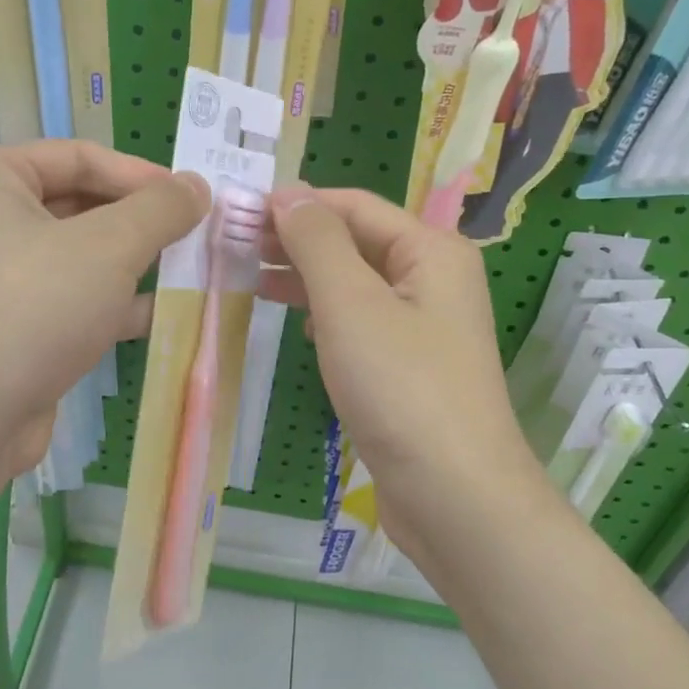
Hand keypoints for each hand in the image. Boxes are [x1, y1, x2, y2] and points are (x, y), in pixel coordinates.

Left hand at [0, 140, 207, 483]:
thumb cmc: (31, 310)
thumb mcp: (108, 247)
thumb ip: (159, 209)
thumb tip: (196, 186)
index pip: (80, 157)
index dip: (142, 175)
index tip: (194, 200)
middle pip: (79, 205)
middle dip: (139, 225)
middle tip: (195, 238)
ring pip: (77, 257)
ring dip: (132, 266)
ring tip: (188, 275)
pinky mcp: (5, 326)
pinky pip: (66, 299)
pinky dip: (109, 304)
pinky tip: (159, 316)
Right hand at [263, 183, 553, 563]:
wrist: (454, 496)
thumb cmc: (401, 388)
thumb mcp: (351, 304)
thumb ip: (317, 241)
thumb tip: (287, 192)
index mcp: (431, 251)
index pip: (354, 206)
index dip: (297, 203)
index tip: (237, 213)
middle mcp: (433, 279)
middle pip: (355, 241)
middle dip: (297, 240)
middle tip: (234, 246)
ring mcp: (423, 325)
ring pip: (354, 283)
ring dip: (305, 277)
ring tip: (249, 278)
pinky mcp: (408, 366)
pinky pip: (360, 322)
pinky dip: (324, 315)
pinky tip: (296, 324)